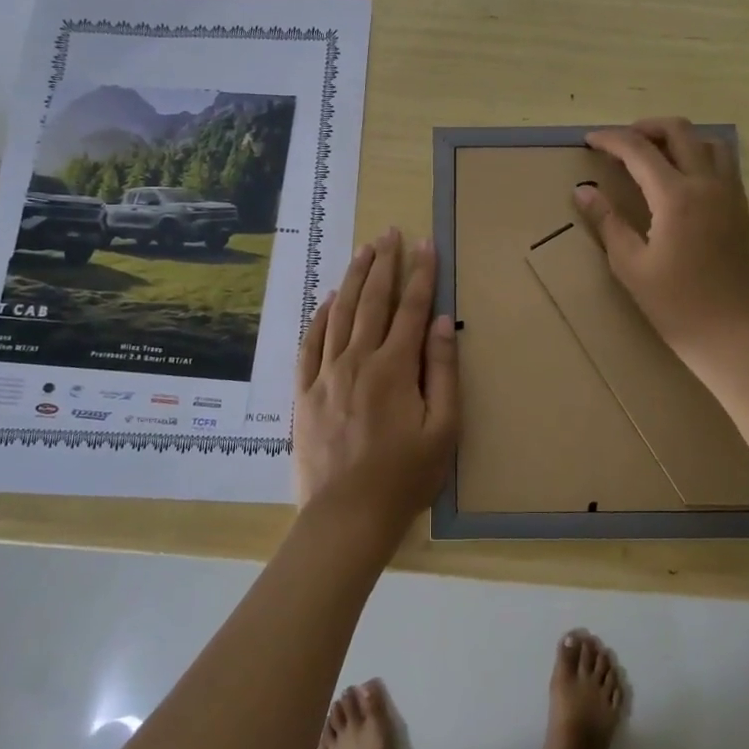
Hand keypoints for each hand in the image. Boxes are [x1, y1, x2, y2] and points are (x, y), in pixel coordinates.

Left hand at [293, 229, 458, 540]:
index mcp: (394, 367)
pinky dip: (320, 317)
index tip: (425, 244)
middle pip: (372, 301)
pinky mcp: (304, 392)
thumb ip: (443, 371)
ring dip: (353, 279)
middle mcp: (358, 360)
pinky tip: (328, 300)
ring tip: (363, 251)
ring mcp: (326, 374)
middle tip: (389, 232)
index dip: (421, 274)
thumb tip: (444, 323)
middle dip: (384, 264)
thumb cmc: (404, 477)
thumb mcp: (443, 429)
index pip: (412, 308)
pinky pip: (310, 343)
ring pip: (340, 314)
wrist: (346, 516)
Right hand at [577, 117, 748, 360]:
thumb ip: (607, 221)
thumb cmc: (674, 304)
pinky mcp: (740, 206)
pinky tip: (679, 176)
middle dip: (644, 128)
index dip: (611, 140)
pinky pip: (722, 161)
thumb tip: (583, 190)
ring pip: (707, 140)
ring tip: (651, 154)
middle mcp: (707, 184)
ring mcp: (729, 193)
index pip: (639, 150)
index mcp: (676, 197)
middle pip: (679, 131)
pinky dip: (698, 154)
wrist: (730, 331)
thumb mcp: (630, 265)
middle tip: (619, 143)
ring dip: (676, 138)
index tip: (589, 140)